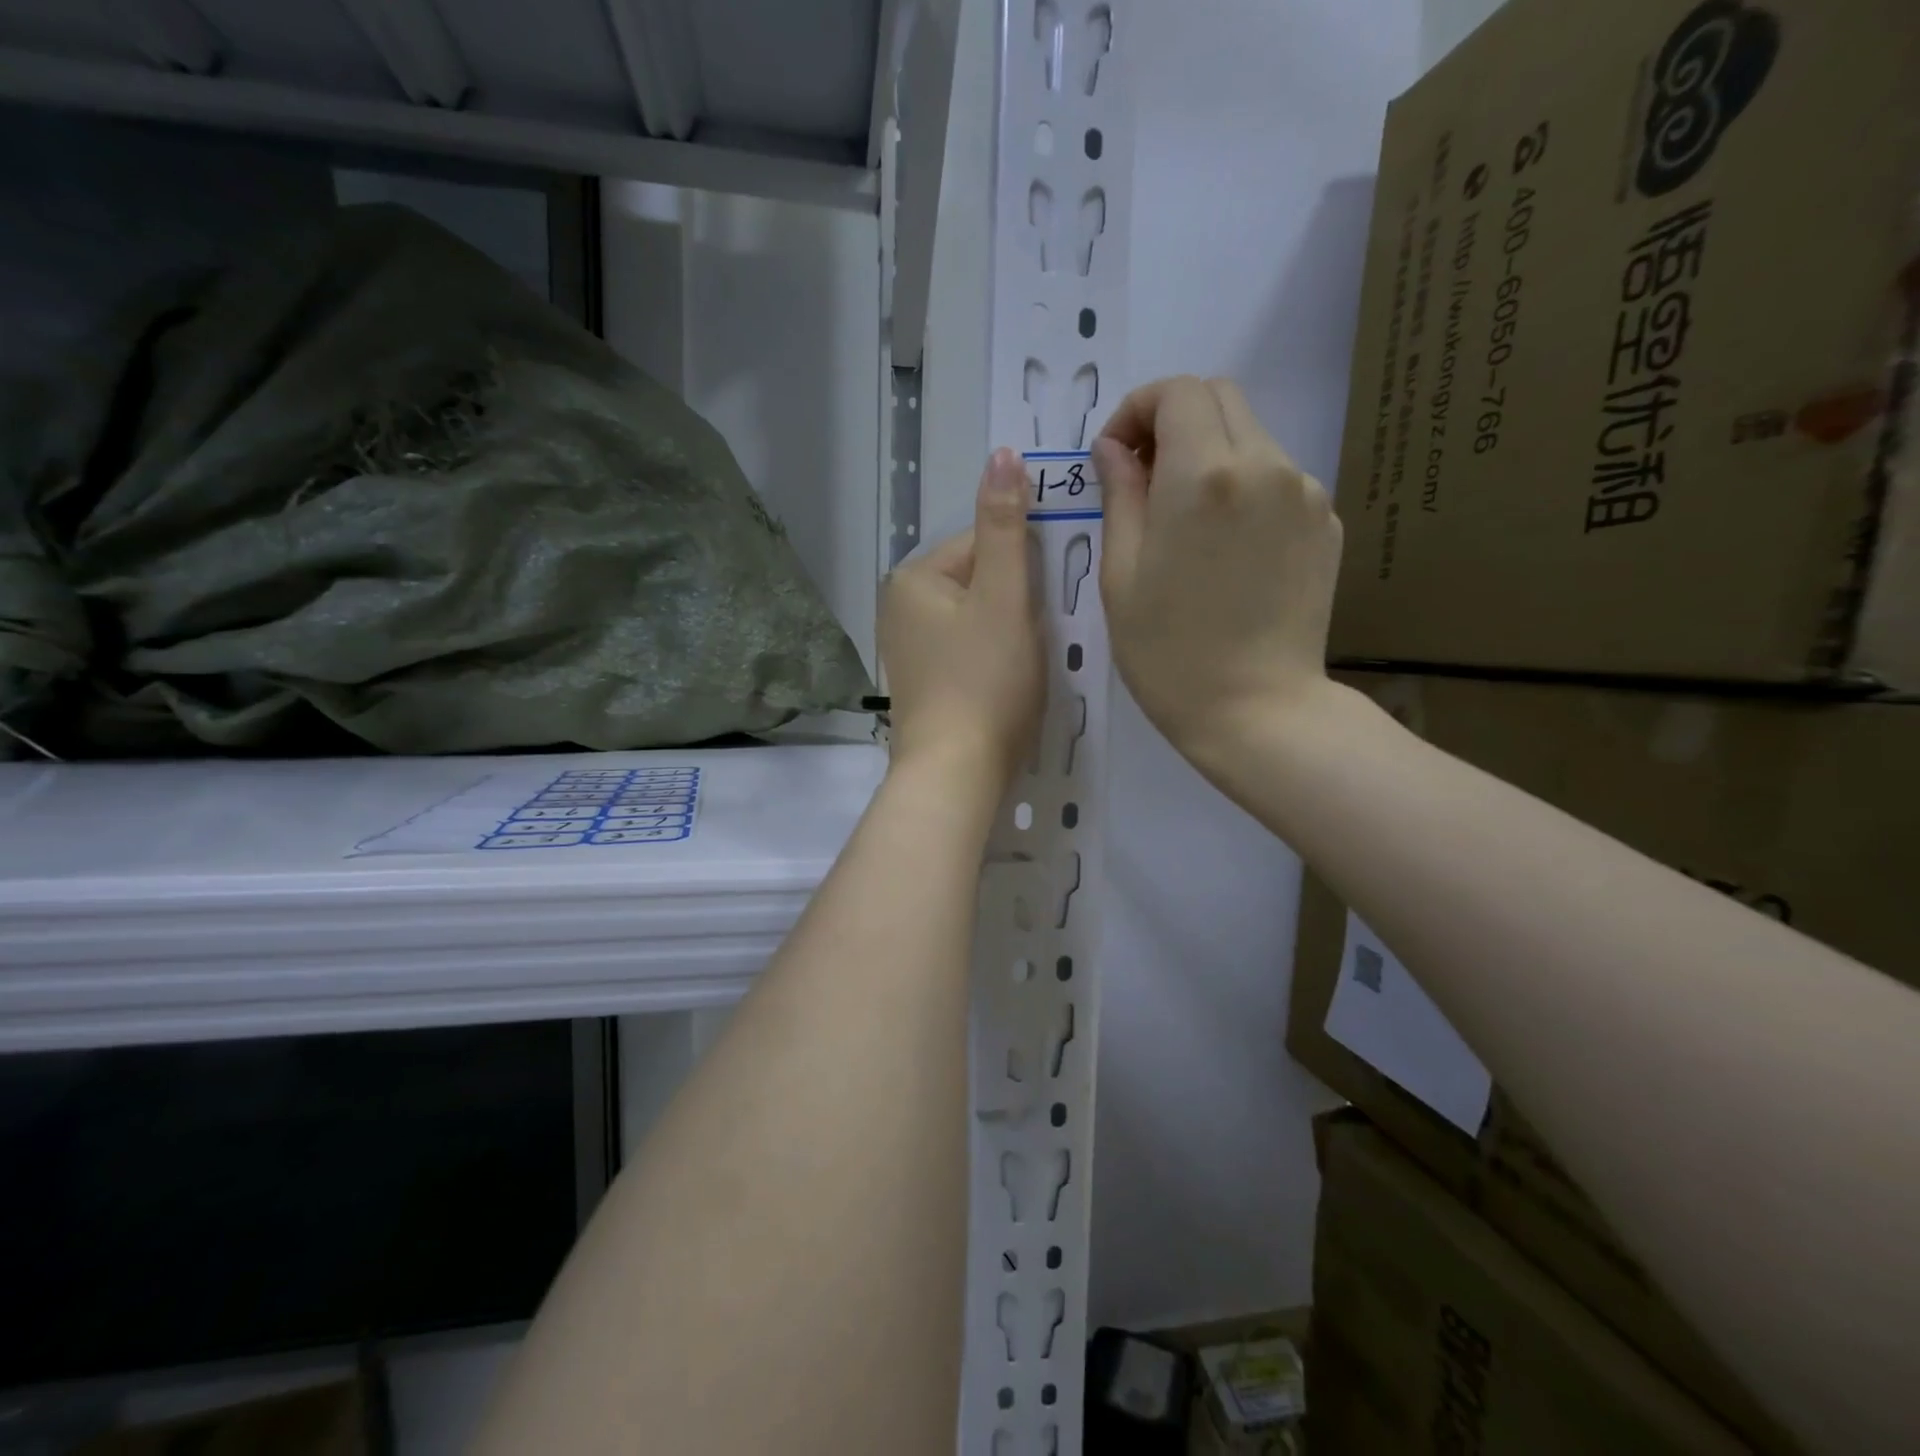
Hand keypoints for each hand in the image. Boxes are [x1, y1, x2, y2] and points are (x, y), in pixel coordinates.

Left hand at [879, 448, 1044, 794]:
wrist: (956, 773)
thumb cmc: (985, 681)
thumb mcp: (1004, 596)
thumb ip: (1004, 525)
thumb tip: (1002, 453)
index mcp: (914, 577)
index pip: (983, 542)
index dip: (1023, 570)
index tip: (1042, 607)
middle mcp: (899, 606)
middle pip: (979, 581)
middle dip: (1015, 603)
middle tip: (1036, 642)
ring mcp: (907, 648)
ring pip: (976, 617)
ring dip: (1008, 632)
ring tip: (1023, 667)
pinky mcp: (922, 683)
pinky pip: (966, 651)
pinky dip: (991, 660)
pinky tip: (1005, 685)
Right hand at [1092, 375, 1340, 763]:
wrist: (1256, 709)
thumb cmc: (1169, 653)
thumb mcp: (1121, 575)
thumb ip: (1119, 495)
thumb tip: (1113, 450)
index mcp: (1204, 475)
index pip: (1176, 391)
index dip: (1137, 409)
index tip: (1116, 455)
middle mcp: (1265, 465)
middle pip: (1219, 399)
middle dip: (1172, 421)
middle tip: (1143, 476)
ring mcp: (1305, 492)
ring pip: (1250, 437)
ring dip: (1209, 455)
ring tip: (1184, 522)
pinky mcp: (1325, 522)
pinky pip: (1276, 479)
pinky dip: (1243, 489)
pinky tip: (1225, 549)